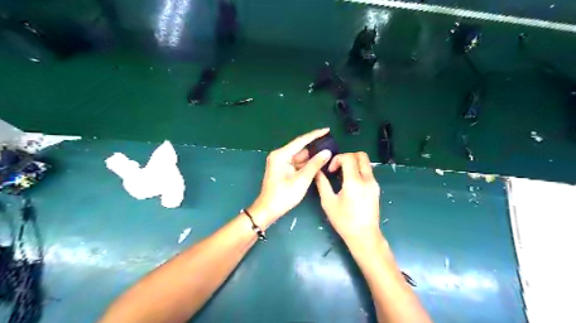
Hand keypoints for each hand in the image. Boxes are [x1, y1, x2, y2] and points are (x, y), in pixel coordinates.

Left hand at [251, 128, 333, 227]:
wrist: (268, 210)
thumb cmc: (283, 195)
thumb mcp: (302, 180)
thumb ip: (315, 164)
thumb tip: (327, 152)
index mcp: (281, 155)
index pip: (301, 141)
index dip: (315, 135)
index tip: (327, 129)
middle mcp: (280, 155)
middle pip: (300, 148)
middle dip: (315, 147)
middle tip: (331, 145)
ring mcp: (280, 162)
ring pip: (299, 156)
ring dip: (312, 157)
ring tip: (328, 154)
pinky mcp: (282, 169)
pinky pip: (297, 163)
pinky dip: (306, 164)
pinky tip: (318, 164)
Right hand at [313, 153, 380, 242]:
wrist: (364, 236)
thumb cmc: (344, 221)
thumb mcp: (328, 202)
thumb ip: (322, 183)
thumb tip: (317, 171)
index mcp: (354, 182)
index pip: (348, 157)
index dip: (337, 159)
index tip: (331, 171)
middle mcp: (367, 179)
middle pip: (361, 155)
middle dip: (347, 156)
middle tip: (338, 168)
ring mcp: (374, 183)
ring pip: (365, 163)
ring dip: (353, 164)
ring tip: (343, 176)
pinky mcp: (376, 188)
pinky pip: (368, 172)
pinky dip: (358, 171)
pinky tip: (350, 184)